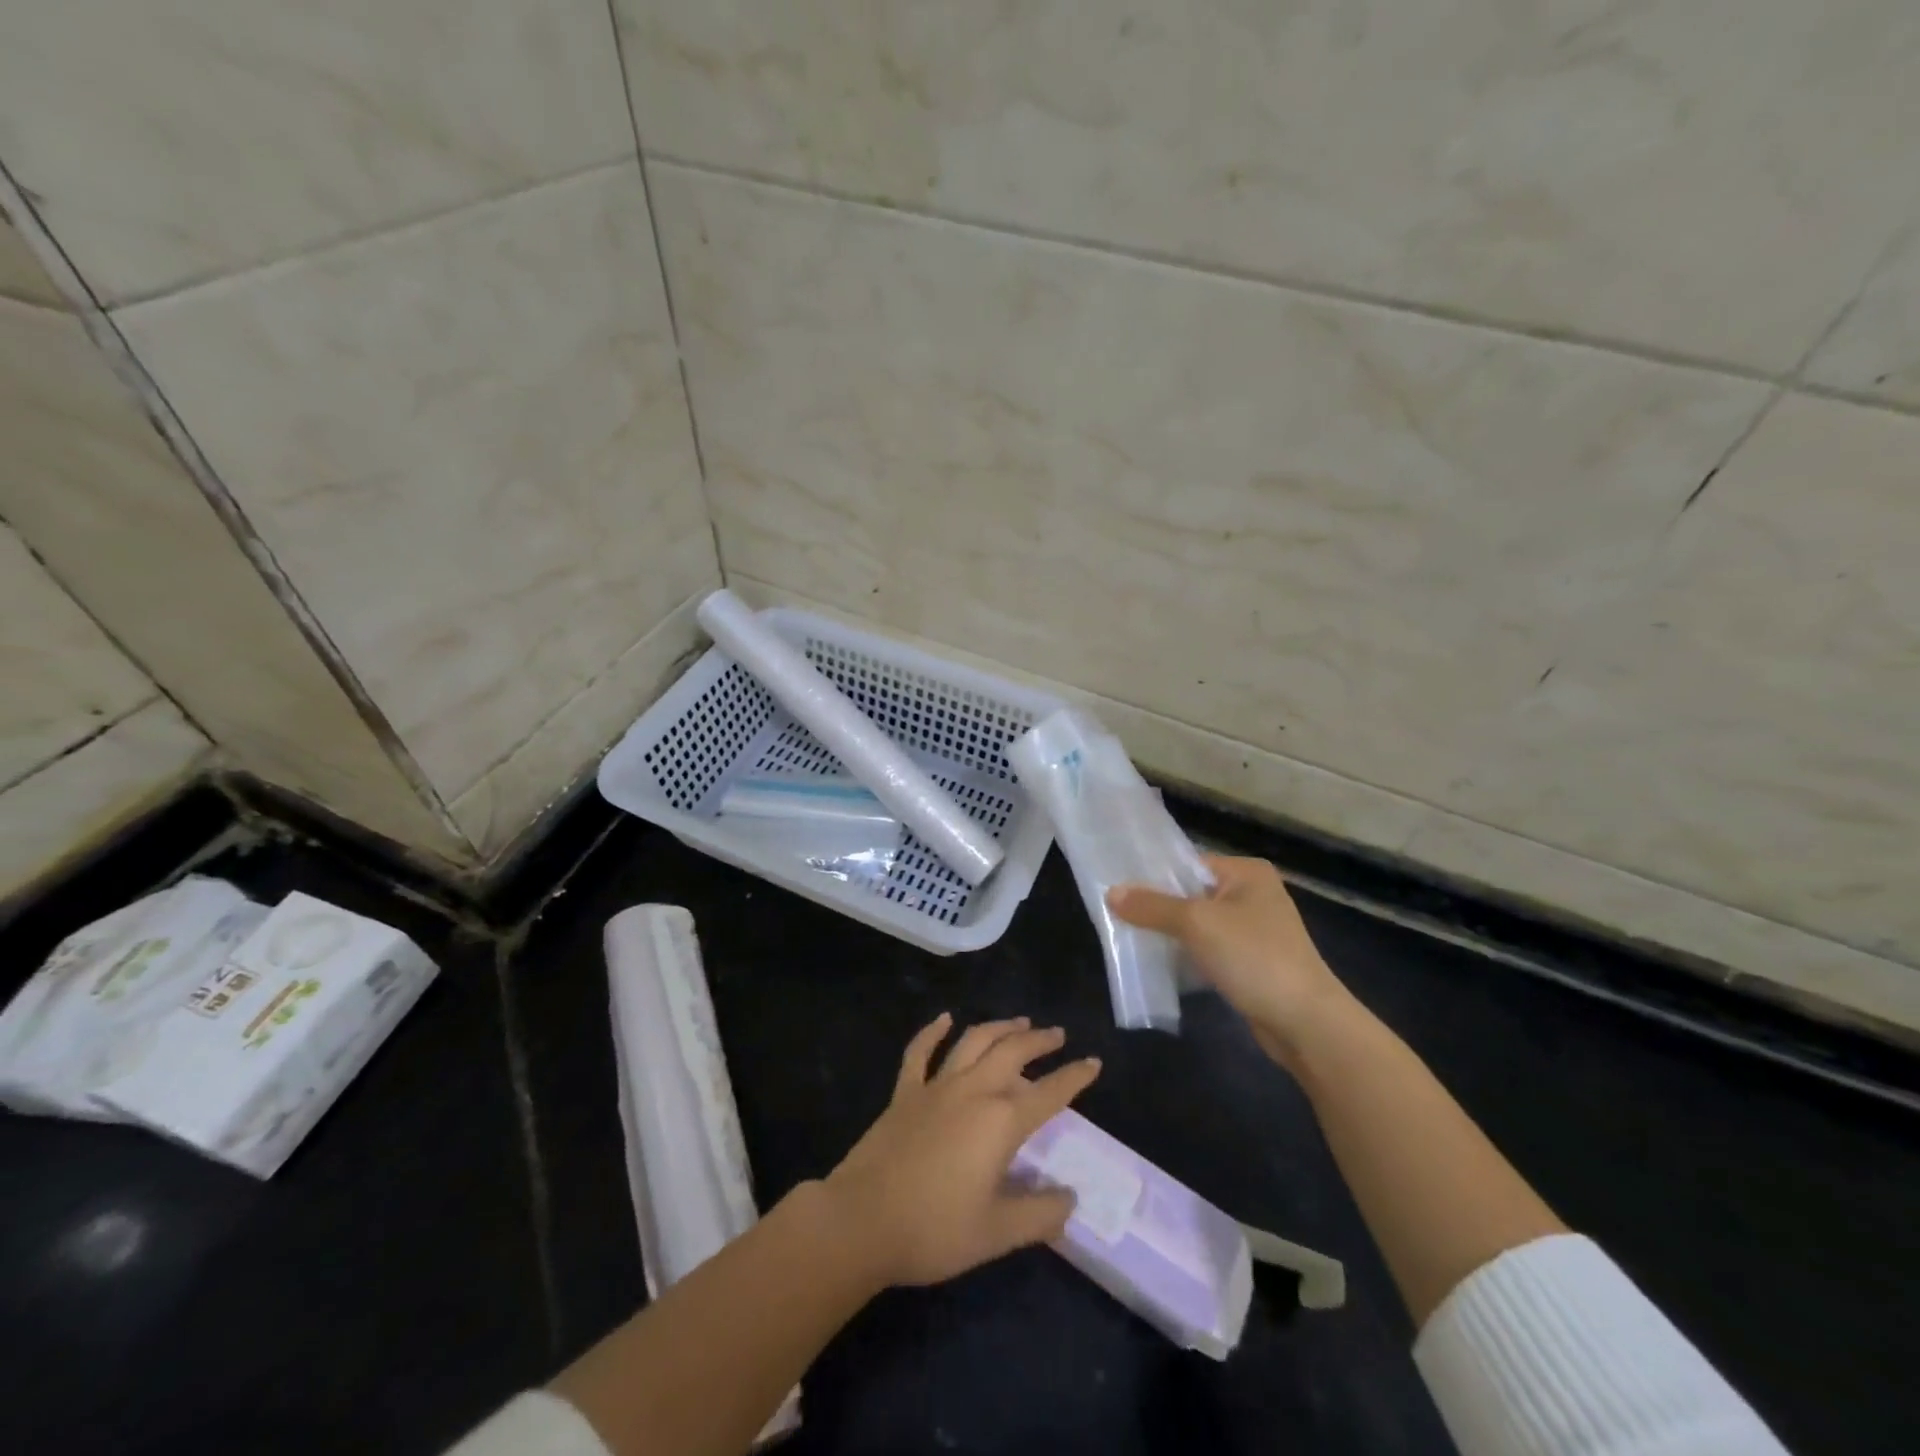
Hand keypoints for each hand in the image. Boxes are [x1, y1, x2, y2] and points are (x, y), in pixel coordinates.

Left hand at [824, 1014, 1101, 1286]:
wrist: (862, 1220)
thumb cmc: (933, 1229)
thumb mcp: (997, 1233)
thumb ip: (1039, 1214)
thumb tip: (1070, 1200)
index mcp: (1000, 1122)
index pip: (1049, 1093)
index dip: (1074, 1077)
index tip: (1093, 1062)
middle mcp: (972, 1091)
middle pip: (1012, 1052)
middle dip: (1039, 1040)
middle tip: (1057, 1035)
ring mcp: (935, 1086)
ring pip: (973, 1042)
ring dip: (999, 1027)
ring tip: (1019, 1022)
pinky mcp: (904, 1093)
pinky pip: (920, 1052)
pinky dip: (933, 1032)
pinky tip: (944, 1019)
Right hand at [1107, 855, 1355, 1061]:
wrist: (1307, 1024)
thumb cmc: (1254, 958)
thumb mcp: (1197, 924)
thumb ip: (1153, 906)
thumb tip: (1111, 892)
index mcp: (1246, 872)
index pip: (1188, 863)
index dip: (1152, 876)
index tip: (1116, 888)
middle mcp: (1252, 894)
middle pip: (1190, 893)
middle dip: (1157, 907)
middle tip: (1116, 915)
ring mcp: (1254, 930)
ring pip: (1198, 924)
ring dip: (1170, 933)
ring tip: (1129, 937)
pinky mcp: (1251, 962)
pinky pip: (1208, 949)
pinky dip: (1186, 955)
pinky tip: (1159, 963)